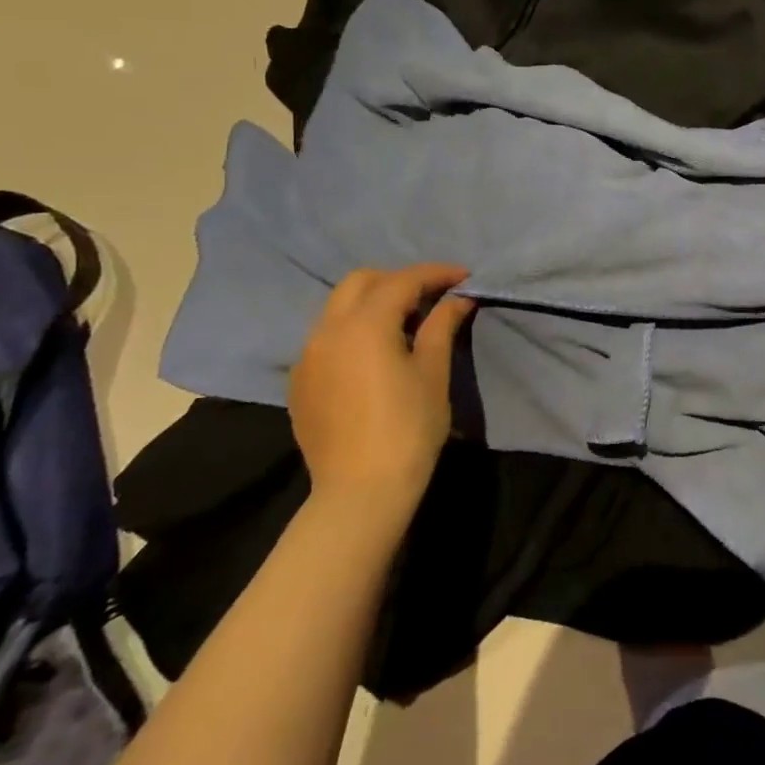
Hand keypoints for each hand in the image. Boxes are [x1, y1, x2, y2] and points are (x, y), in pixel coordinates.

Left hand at [288, 264, 474, 506]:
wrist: (360, 491)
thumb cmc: (408, 428)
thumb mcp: (433, 373)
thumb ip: (442, 326)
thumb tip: (458, 299)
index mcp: (364, 324)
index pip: (403, 281)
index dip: (436, 273)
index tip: (465, 277)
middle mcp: (328, 330)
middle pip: (361, 282)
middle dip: (398, 280)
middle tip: (431, 296)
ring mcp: (307, 356)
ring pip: (338, 308)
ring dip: (373, 302)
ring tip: (405, 322)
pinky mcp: (300, 381)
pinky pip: (326, 337)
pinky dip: (353, 330)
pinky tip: (374, 354)